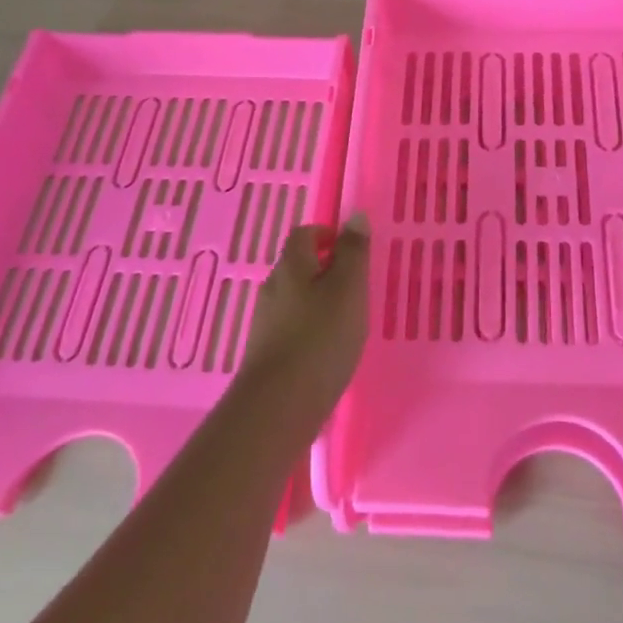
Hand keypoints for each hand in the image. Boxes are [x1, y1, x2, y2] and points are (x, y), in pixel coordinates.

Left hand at [237, 215, 370, 423]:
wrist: (279, 406)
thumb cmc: (321, 338)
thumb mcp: (349, 288)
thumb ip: (354, 252)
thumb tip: (354, 216)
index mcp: (291, 265)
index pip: (304, 234)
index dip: (328, 235)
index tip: (352, 249)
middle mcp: (272, 288)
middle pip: (298, 266)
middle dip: (325, 269)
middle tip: (357, 286)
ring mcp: (265, 323)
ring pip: (295, 298)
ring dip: (318, 301)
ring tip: (348, 320)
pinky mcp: (266, 354)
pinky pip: (291, 328)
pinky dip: (310, 329)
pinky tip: (328, 350)